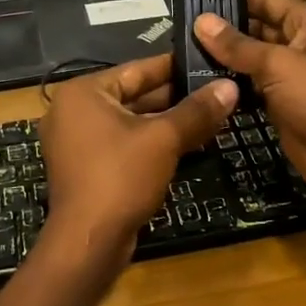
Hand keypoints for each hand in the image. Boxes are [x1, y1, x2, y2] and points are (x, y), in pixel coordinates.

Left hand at [35, 54, 237, 269]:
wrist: (88, 243)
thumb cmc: (121, 177)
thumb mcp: (164, 139)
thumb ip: (197, 110)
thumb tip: (230, 86)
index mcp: (84, 92)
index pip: (137, 69)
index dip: (175, 66)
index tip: (206, 61)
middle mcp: (74, 111)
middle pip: (134, 95)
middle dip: (175, 97)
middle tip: (215, 90)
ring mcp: (77, 141)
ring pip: (131, 122)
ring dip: (167, 122)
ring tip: (210, 115)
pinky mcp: (86, 168)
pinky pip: (124, 144)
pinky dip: (152, 143)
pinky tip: (187, 143)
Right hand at [192, 0, 305, 197]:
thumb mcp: (279, 65)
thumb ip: (238, 45)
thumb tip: (201, 20)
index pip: (267, 0)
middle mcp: (302, 43)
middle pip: (258, 29)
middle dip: (224, 31)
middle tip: (182, 31)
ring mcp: (293, 75)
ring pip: (253, 60)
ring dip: (225, 59)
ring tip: (183, 54)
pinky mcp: (283, 103)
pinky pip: (253, 86)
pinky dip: (233, 84)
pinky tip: (201, 82)